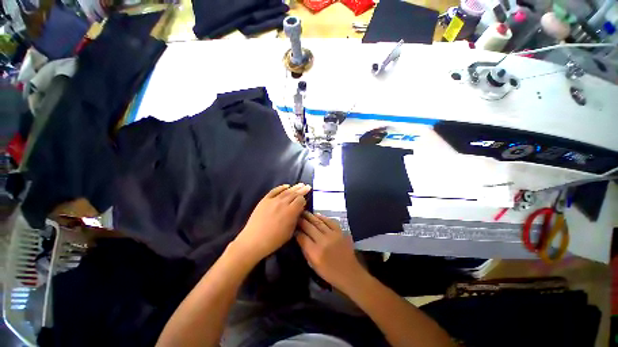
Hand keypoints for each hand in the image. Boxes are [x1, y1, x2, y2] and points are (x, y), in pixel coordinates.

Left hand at [234, 183, 311, 261]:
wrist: (254, 241)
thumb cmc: (274, 240)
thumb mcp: (290, 232)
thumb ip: (296, 219)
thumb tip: (299, 210)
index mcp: (290, 212)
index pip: (300, 200)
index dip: (304, 200)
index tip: (305, 201)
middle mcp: (283, 203)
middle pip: (295, 194)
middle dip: (302, 190)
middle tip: (307, 186)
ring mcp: (273, 200)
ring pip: (286, 191)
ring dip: (294, 187)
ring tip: (300, 184)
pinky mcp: (265, 200)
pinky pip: (274, 191)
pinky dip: (281, 187)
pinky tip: (286, 185)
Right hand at [296, 212, 363, 290]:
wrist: (349, 273)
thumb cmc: (329, 273)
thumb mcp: (313, 265)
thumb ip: (306, 250)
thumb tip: (299, 237)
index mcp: (315, 252)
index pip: (302, 237)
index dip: (296, 231)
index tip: (293, 227)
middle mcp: (323, 241)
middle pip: (309, 227)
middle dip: (301, 220)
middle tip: (296, 216)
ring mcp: (333, 235)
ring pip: (319, 222)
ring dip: (310, 216)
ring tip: (304, 212)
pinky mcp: (340, 232)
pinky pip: (330, 221)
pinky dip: (322, 217)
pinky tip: (317, 215)